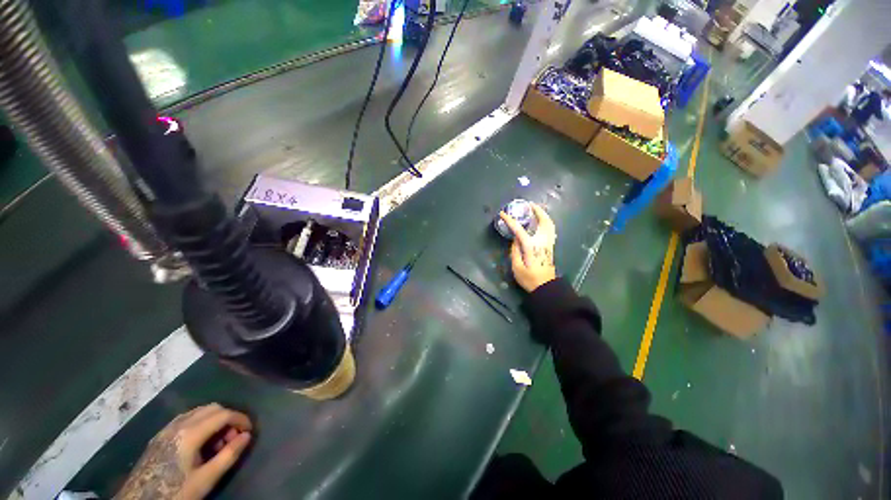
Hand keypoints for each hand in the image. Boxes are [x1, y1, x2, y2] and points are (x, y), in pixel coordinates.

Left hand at [116, 404, 252, 499]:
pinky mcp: (159, 436)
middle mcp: (178, 424)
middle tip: (233, 439)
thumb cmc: (175, 491)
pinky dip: (200, 424)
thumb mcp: (205, 479)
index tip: (250, 431)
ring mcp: (166, 429)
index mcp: (190, 433)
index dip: (241, 419)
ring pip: (198, 412)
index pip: (224, 414)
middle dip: (228, 418)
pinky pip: (186, 419)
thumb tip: (247, 436)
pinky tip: (200, 444)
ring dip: (214, 420)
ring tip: (217, 443)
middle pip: (212, 408)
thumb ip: (228, 456)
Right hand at [500, 203, 556, 291]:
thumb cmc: (529, 279)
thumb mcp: (517, 267)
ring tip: (536, 210)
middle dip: (537, 210)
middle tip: (529, 205)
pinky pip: (550, 229)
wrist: (545, 287)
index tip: (503, 214)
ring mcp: (548, 243)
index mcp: (530, 246)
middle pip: (543, 221)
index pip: (519, 230)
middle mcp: (542, 242)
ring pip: (550, 224)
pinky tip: (541, 221)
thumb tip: (515, 239)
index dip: (510, 221)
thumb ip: (515, 251)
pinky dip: (547, 221)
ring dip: (544, 215)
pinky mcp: (550, 246)